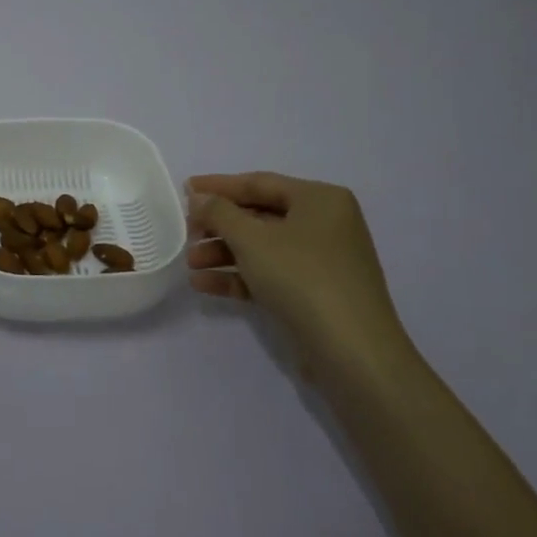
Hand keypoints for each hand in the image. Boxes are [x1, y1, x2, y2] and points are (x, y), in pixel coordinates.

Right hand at [186, 172, 415, 382]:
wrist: (352, 352)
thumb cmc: (302, 278)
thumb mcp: (252, 239)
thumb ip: (219, 213)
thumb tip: (198, 197)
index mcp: (320, 200)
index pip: (259, 183)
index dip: (219, 186)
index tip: (184, 189)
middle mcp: (325, 224)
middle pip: (259, 216)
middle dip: (219, 226)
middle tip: (186, 233)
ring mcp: (321, 261)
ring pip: (262, 248)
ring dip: (223, 253)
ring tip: (191, 265)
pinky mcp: (314, 294)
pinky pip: (270, 274)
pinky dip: (239, 276)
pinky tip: (204, 285)